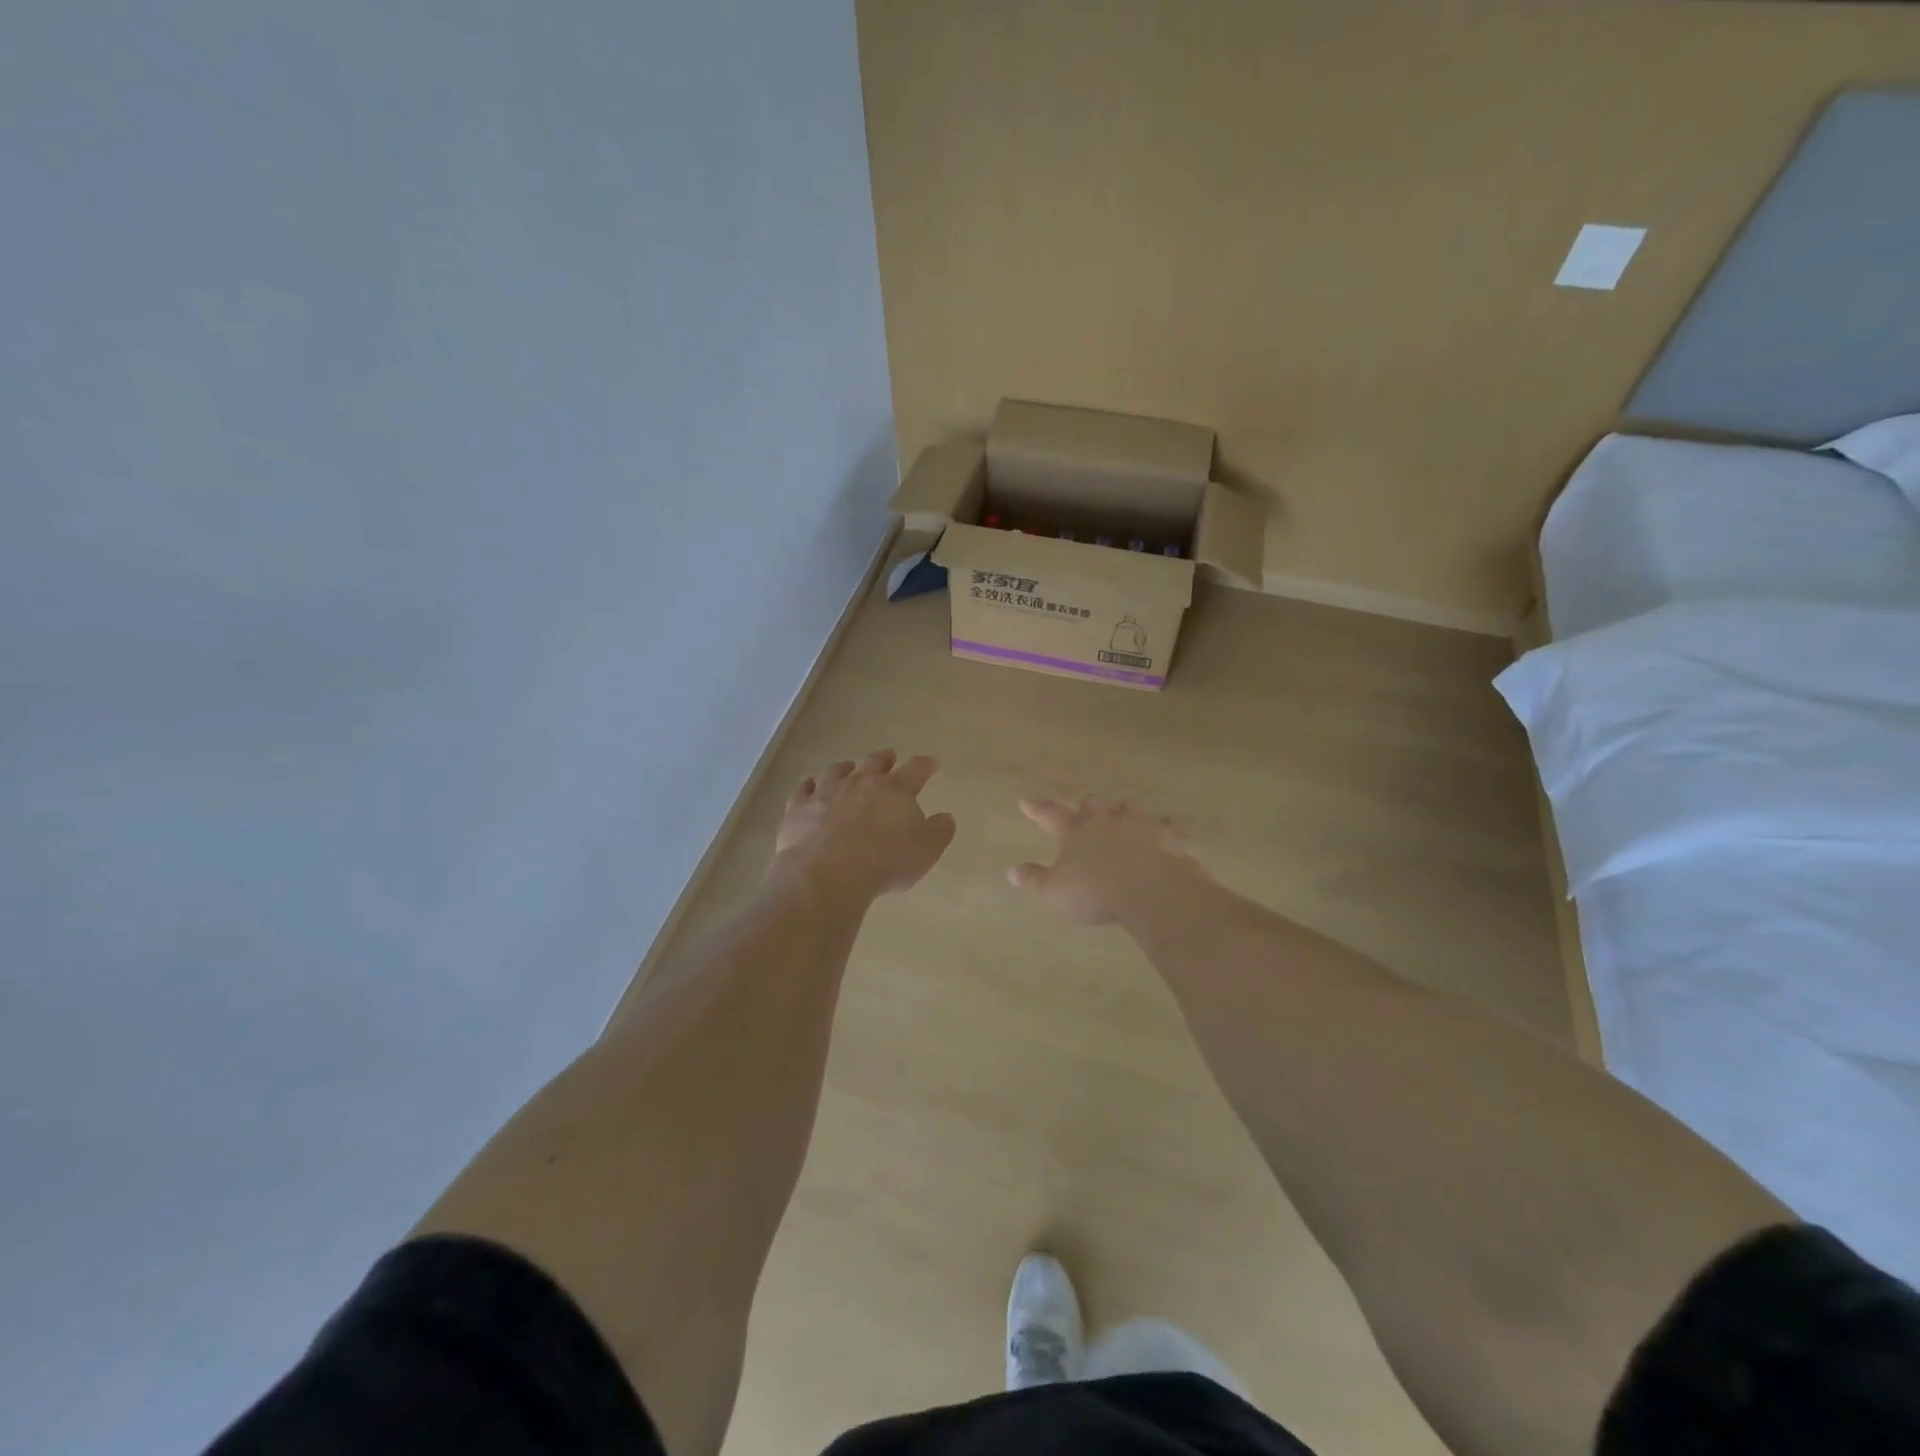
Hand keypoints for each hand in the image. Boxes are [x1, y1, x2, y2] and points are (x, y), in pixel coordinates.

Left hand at [772, 750, 955, 899]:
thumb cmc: (885, 862)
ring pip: (836, 772)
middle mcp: (860, 783)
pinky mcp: (799, 809)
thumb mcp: (925, 851)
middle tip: (889, 756)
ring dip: (845, 768)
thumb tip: (945, 817)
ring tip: (848, 767)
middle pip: (874, 763)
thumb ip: (939, 831)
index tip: (932, 764)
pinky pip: (803, 790)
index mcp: (895, 790)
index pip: (916, 770)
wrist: (828, 873)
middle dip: (884, 759)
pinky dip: (807, 786)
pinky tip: (808, 785)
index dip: (926, 766)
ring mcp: (826, 793)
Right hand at [1008, 796, 1209, 924]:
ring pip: (1129, 808)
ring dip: (1122, 810)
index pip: (1051, 815)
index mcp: (1076, 832)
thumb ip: (1034, 880)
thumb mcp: (1055, 893)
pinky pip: (1166, 825)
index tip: (1026, 802)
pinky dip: (1162, 827)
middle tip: (1082, 805)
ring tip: (1122, 812)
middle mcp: (1107, 820)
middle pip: (1092, 805)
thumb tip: (1012, 871)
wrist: (1153, 890)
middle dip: (1085, 805)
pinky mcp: (1170, 835)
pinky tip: (1164, 831)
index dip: (1038, 809)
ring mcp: (1141, 824)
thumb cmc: (1096, 893)